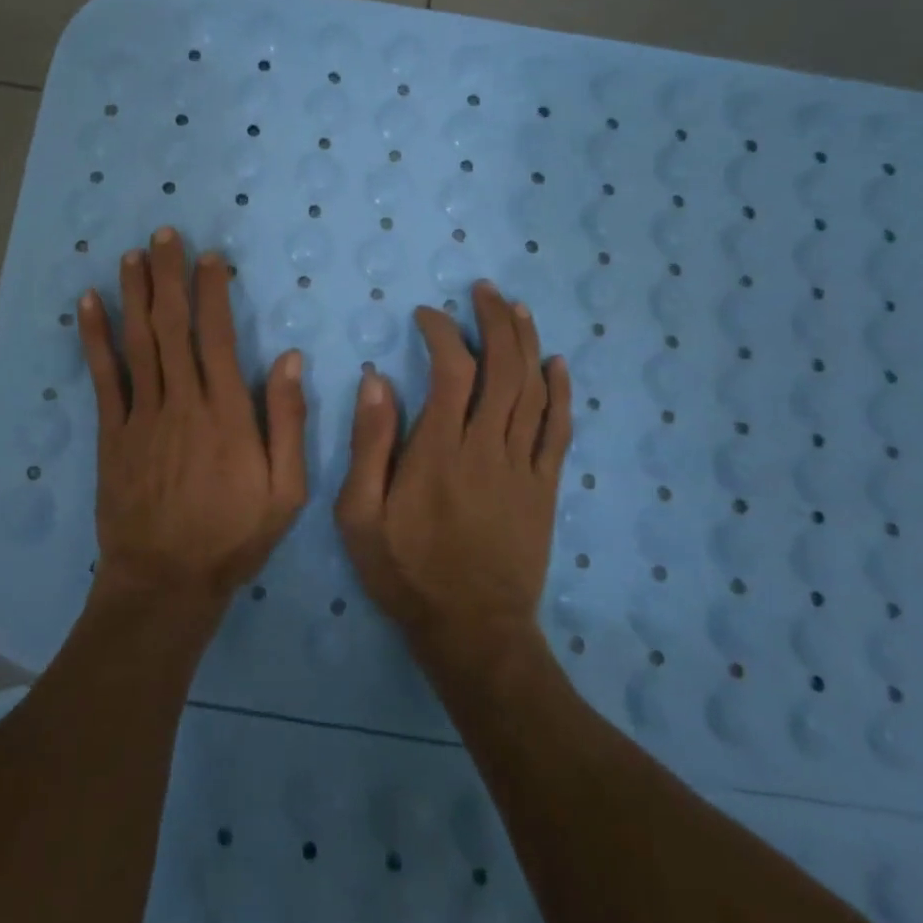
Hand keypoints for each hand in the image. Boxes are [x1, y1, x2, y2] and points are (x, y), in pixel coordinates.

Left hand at [77, 228, 307, 621]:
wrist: (165, 581)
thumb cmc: (233, 535)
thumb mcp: (286, 490)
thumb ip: (289, 422)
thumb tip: (291, 359)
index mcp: (227, 412)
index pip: (218, 336)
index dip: (213, 291)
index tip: (210, 257)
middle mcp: (183, 401)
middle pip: (173, 326)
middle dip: (169, 276)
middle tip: (164, 234)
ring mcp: (142, 415)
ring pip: (138, 341)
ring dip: (134, 294)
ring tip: (132, 255)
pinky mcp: (113, 433)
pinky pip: (103, 376)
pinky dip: (95, 337)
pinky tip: (88, 304)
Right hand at [335, 280, 571, 667]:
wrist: (472, 631)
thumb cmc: (407, 571)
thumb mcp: (361, 515)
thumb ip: (369, 445)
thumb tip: (377, 380)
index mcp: (439, 450)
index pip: (452, 370)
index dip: (442, 332)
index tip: (426, 315)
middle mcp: (486, 447)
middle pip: (503, 369)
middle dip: (495, 322)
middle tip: (484, 291)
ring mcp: (522, 467)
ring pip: (533, 391)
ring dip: (527, 343)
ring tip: (517, 309)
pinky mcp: (544, 488)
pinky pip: (559, 431)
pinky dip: (562, 393)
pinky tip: (558, 364)